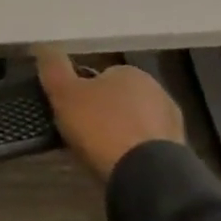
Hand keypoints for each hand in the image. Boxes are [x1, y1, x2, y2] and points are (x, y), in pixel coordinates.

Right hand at [33, 48, 184, 183]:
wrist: (146, 175)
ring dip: (119, 135)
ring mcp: (171, 123)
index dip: (81, 94)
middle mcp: (157, 91)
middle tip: (81, 135)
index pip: (99, 77)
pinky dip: (133, 154)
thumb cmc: (102, 127)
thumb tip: (43, 45)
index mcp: (131, 72)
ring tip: (99, 155)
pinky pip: (145, 147)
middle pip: (118, 100)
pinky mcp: (178, 153)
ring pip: (133, 124)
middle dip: (102, 114)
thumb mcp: (64, 93)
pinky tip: (120, 167)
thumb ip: (53, 67)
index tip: (69, 112)